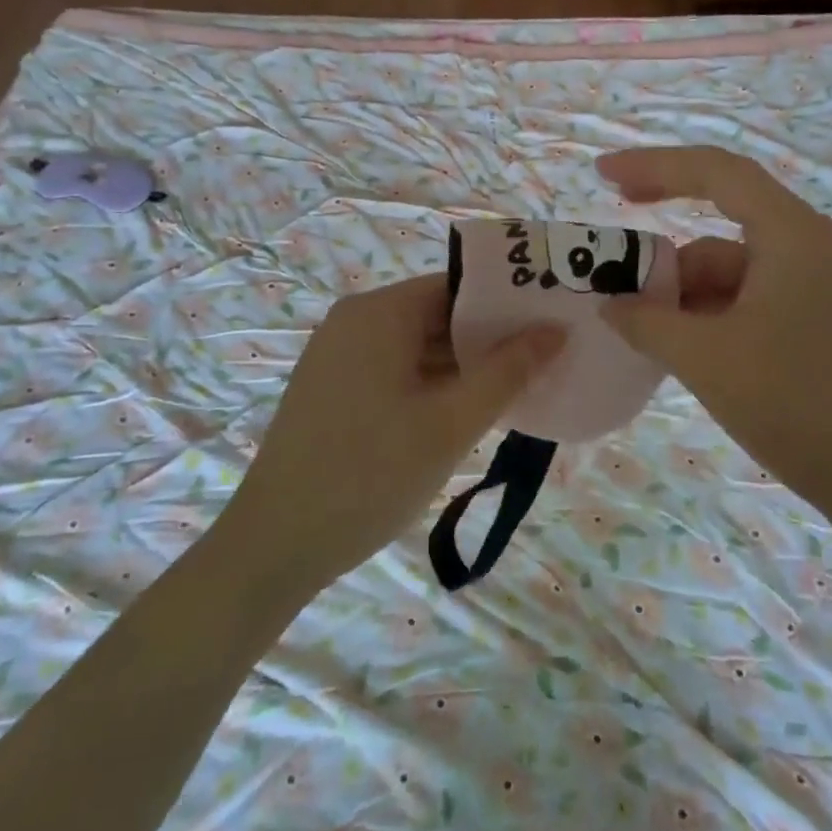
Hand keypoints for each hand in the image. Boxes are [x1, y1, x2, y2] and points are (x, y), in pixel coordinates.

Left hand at [221, 274, 562, 592]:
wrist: (275, 545)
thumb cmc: (370, 474)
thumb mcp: (450, 423)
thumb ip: (508, 372)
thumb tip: (556, 330)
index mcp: (380, 313)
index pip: (458, 285)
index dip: (508, 302)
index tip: (551, 323)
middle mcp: (355, 322)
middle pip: (438, 313)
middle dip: (490, 338)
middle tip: (545, 360)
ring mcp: (340, 355)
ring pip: (418, 345)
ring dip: (464, 365)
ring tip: (517, 388)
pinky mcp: (335, 388)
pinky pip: (397, 370)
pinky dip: (434, 384)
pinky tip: (467, 411)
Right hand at [596, 146, 831, 510]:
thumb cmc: (793, 401)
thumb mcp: (704, 357)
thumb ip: (646, 321)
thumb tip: (609, 305)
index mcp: (789, 233)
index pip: (715, 172)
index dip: (654, 165)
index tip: (602, 175)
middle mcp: (804, 245)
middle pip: (719, 222)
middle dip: (664, 250)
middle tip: (612, 266)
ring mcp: (810, 284)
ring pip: (727, 268)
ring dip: (682, 292)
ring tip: (642, 331)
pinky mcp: (809, 319)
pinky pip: (743, 297)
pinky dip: (705, 313)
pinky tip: (679, 346)